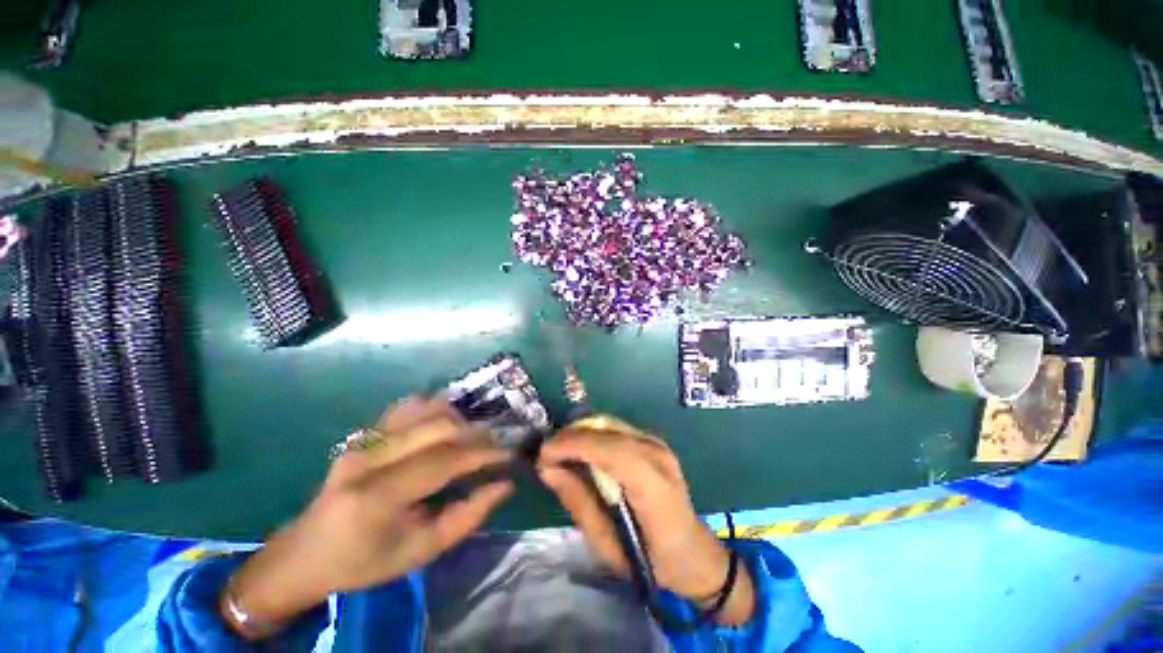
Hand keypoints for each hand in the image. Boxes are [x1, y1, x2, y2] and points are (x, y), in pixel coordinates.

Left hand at [223, 398, 513, 638]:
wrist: (305, 553)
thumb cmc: (365, 561)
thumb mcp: (420, 552)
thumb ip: (467, 517)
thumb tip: (504, 484)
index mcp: (377, 496)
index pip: (444, 460)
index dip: (483, 454)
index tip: (509, 454)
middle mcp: (368, 458)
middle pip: (437, 426)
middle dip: (475, 432)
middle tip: (493, 445)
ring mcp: (362, 441)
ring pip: (424, 408)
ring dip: (457, 418)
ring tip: (470, 437)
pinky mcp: (362, 434)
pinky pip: (407, 407)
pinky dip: (434, 410)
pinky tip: (444, 426)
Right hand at [537, 416, 755, 624]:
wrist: (693, 551)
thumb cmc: (652, 560)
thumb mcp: (607, 545)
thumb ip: (578, 502)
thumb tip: (547, 469)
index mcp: (654, 486)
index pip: (611, 450)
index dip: (573, 445)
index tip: (543, 455)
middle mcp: (657, 454)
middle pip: (606, 428)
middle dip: (570, 436)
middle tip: (547, 456)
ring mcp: (657, 443)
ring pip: (608, 422)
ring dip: (579, 433)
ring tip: (560, 453)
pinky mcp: (653, 440)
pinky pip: (614, 427)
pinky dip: (592, 434)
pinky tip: (581, 451)